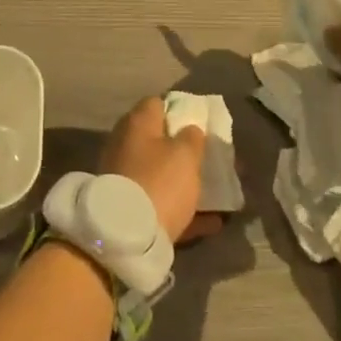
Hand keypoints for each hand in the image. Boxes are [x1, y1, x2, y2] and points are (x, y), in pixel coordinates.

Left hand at [101, 97, 223, 244]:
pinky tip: (212, 222)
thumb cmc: (159, 182)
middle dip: (183, 149)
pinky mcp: (128, 208)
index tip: (200, 123)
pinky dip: (183, 210)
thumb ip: (192, 138)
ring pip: (160, 174)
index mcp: (137, 124)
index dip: (179, 110)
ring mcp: (124, 177)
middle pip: (158, 140)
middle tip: (208, 158)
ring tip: (216, 191)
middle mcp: (125, 145)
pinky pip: (160, 203)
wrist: (126, 236)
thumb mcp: (185, 154)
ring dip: (185, 181)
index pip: (157, 104)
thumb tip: (190, 130)